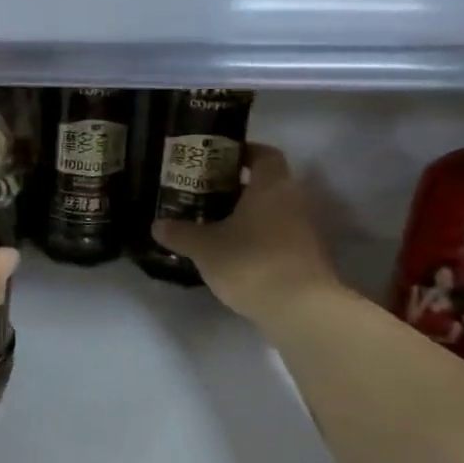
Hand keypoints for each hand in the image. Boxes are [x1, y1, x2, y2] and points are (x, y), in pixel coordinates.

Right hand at [153, 145, 341, 326]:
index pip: (264, 154)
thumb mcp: (204, 247)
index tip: (216, 160)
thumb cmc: (250, 262)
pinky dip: (257, 239)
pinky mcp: (306, 258)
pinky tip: (231, 253)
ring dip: (246, 215)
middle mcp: (293, 201)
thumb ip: (180, 233)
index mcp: (271, 186)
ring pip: (272, 212)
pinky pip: (277, 237)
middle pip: (267, 183)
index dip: (243, 153)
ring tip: (212, 224)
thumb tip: (157, 225)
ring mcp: (304, 231)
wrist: (301, 310)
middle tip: (204, 193)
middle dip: (237, 187)